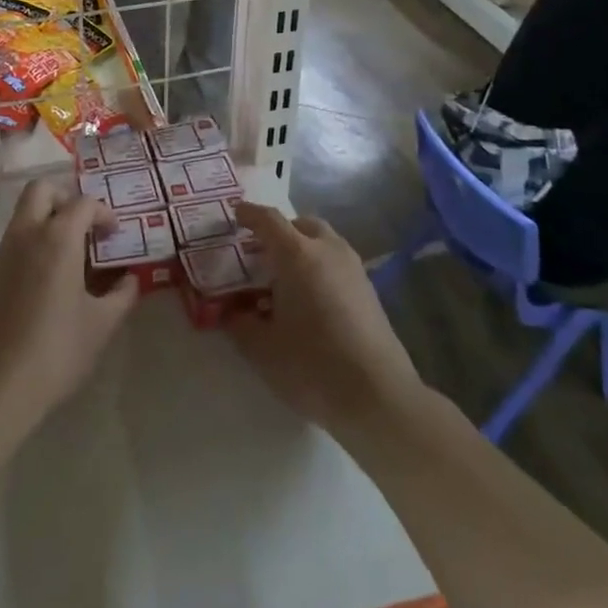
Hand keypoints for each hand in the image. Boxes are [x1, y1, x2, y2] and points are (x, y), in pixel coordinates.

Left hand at [0, 177, 138, 430]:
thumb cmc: (54, 351)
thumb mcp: (101, 326)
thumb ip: (121, 295)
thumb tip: (130, 279)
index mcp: (57, 238)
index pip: (83, 203)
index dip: (103, 213)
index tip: (114, 235)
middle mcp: (26, 235)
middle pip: (41, 190)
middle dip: (65, 199)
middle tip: (84, 228)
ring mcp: (1, 255)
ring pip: (23, 215)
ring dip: (47, 222)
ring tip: (70, 259)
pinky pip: (13, 243)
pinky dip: (32, 246)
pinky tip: (47, 284)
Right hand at [226, 203, 425, 440]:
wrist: (378, 396)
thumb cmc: (313, 365)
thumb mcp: (262, 349)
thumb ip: (239, 324)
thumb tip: (229, 312)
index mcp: (298, 254)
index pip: (269, 220)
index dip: (250, 213)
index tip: (236, 212)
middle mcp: (328, 250)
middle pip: (300, 225)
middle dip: (279, 231)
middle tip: (261, 253)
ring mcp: (353, 268)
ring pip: (323, 242)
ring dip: (302, 248)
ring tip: (286, 279)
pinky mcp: (369, 290)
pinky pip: (337, 263)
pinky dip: (319, 267)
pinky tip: (311, 300)